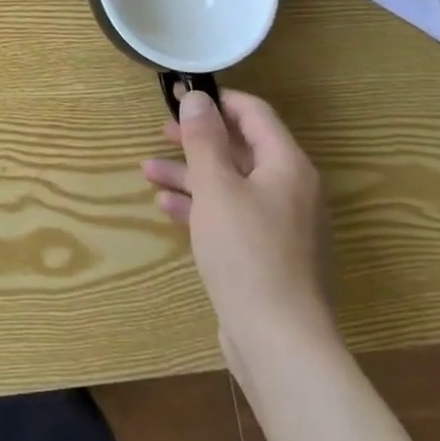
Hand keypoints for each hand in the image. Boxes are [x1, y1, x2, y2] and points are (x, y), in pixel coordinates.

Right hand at [143, 90, 336, 366]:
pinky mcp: (269, 256)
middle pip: (241, 149)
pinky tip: (167, 207)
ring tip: (148, 171)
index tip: (180, 98)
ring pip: (232, 185)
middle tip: (162, 132)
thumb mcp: (217, 188)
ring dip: (191, 175)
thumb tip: (197, 98)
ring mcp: (282, 225)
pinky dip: (202, 207)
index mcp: (287, 165)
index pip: (254, 114)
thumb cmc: (246, 253)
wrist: (279, 343)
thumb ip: (204, 139)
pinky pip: (233, 216)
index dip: (217, 101)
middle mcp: (291, 189)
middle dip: (198, 140)